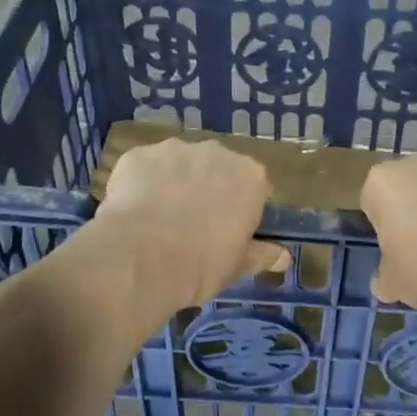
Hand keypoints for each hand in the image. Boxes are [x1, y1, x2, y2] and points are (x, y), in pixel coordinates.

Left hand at [95, 139, 287, 310]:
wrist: (140, 259)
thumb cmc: (201, 265)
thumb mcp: (237, 267)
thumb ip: (262, 255)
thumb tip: (284, 256)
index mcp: (250, 177)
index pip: (254, 188)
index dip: (241, 209)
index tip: (229, 231)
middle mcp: (216, 152)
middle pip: (216, 169)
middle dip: (207, 190)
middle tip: (192, 227)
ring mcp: (174, 149)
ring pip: (178, 164)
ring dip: (173, 184)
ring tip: (157, 221)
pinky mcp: (138, 154)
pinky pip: (144, 168)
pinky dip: (141, 184)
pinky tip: (132, 213)